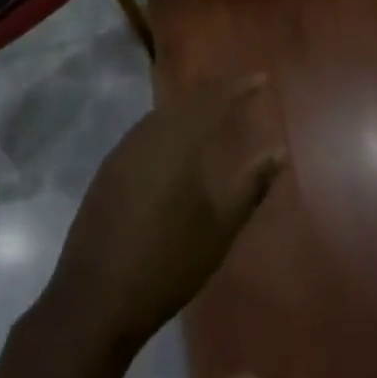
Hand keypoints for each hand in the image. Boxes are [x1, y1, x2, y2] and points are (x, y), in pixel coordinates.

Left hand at [42, 73, 284, 354]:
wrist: (97, 299)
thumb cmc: (168, 264)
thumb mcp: (220, 229)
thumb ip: (251, 185)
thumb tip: (279, 151)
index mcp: (178, 144)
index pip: (213, 101)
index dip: (238, 87)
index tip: (261, 78)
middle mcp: (149, 136)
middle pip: (185, 100)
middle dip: (214, 91)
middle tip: (240, 88)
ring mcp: (124, 150)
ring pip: (162, 113)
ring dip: (189, 105)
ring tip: (213, 107)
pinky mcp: (109, 168)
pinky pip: (145, 129)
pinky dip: (168, 122)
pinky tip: (176, 137)